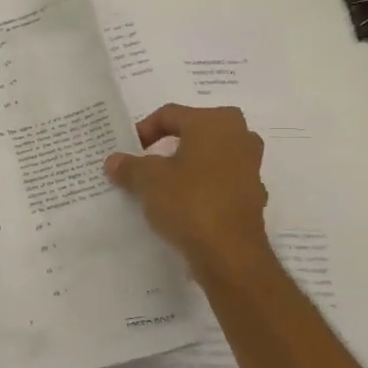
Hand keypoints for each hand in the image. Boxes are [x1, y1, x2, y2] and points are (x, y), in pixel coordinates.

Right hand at [105, 105, 270, 276]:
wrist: (229, 253)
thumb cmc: (188, 201)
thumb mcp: (147, 180)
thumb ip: (129, 166)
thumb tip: (113, 161)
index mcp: (214, 122)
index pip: (170, 114)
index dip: (143, 130)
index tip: (127, 152)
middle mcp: (240, 136)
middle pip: (194, 133)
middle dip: (168, 146)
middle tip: (146, 162)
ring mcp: (251, 167)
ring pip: (209, 158)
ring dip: (186, 167)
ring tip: (162, 186)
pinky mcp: (253, 196)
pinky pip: (220, 183)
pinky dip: (201, 189)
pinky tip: (182, 207)